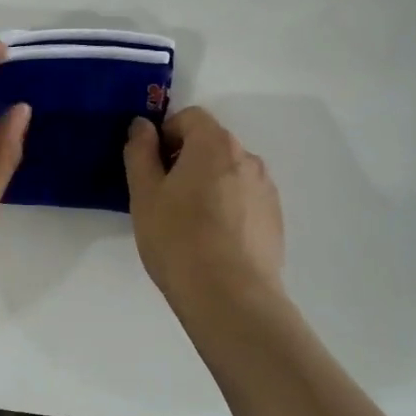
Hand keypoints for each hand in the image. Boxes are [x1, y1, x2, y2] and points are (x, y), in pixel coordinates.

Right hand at [124, 107, 285, 313]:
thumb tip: (142, 126)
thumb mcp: (144, 194)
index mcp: (214, 144)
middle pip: (211, 144)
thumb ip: (140, 152)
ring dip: (207, 184)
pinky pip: (244, 199)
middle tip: (163, 197)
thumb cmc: (178, 239)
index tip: (151, 167)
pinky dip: (227, 208)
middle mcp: (247, 158)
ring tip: (188, 224)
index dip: (166, 134)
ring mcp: (266, 189)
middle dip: (186, 160)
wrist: (230, 297)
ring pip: (228, 173)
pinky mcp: (275, 219)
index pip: (190, 117)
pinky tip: (212, 241)